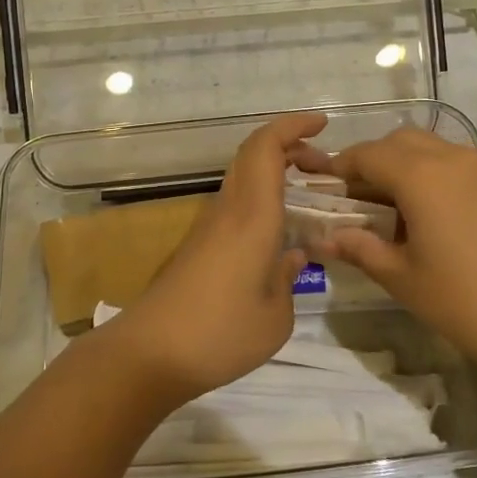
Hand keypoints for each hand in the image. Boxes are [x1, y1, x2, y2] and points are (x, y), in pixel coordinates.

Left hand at [104, 113, 320, 405]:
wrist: (151, 353)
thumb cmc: (220, 333)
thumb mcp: (276, 316)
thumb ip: (289, 278)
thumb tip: (293, 255)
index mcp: (251, 215)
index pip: (266, 148)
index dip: (293, 126)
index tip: (322, 124)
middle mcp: (228, 209)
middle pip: (253, 154)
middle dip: (290, 147)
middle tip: (325, 168)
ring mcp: (209, 226)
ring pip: (244, 177)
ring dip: (276, 172)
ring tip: (310, 195)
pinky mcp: (199, 245)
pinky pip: (237, 203)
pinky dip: (263, 198)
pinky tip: (280, 230)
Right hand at [295, 127, 476, 370]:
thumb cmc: (466, 301)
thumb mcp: (402, 278)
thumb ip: (360, 248)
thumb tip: (323, 238)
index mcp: (421, 175)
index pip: (366, 155)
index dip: (338, 168)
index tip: (319, 187)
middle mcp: (450, 159)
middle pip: (397, 142)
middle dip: (369, 162)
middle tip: (352, 200)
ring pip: (427, 149)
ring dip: (400, 166)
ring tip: (387, 210)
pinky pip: (451, 164)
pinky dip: (427, 175)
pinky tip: (424, 217)